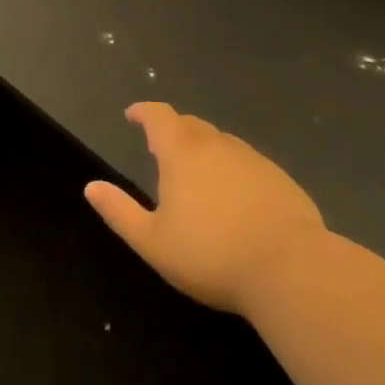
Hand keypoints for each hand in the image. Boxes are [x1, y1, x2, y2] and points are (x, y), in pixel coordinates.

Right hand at [85, 103, 325, 314]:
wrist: (294, 272)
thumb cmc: (212, 255)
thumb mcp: (153, 241)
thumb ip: (119, 212)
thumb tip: (91, 188)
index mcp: (182, 152)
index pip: (158, 116)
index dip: (143, 112)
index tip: (132, 116)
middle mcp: (217, 146)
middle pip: (190, 125)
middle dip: (172, 131)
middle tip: (160, 148)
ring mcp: (254, 161)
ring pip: (221, 143)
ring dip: (204, 150)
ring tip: (196, 175)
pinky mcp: (282, 181)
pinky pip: (248, 164)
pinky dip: (233, 171)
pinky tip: (235, 200)